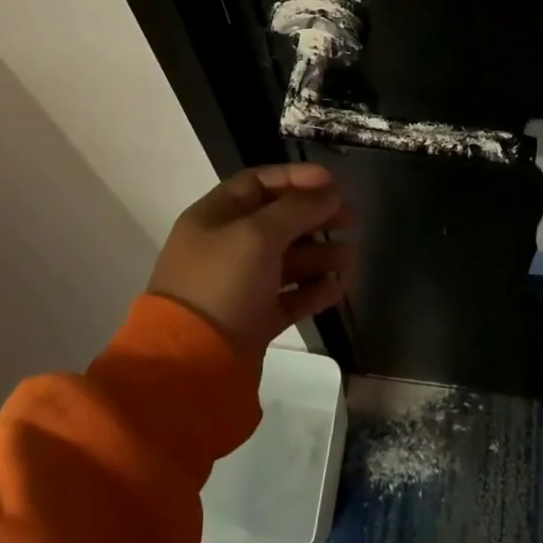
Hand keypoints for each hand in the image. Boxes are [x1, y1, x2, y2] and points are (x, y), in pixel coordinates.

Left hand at [147, 163, 351, 356]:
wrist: (191, 364)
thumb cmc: (221, 284)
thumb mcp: (258, 235)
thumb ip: (297, 208)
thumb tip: (330, 192)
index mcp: (215, 217)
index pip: (259, 183)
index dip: (296, 178)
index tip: (334, 183)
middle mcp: (226, 246)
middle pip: (277, 221)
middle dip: (315, 217)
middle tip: (351, 219)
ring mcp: (239, 285)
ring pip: (286, 260)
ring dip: (320, 255)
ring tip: (350, 258)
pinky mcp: (252, 319)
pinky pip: (288, 297)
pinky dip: (312, 290)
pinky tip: (337, 289)